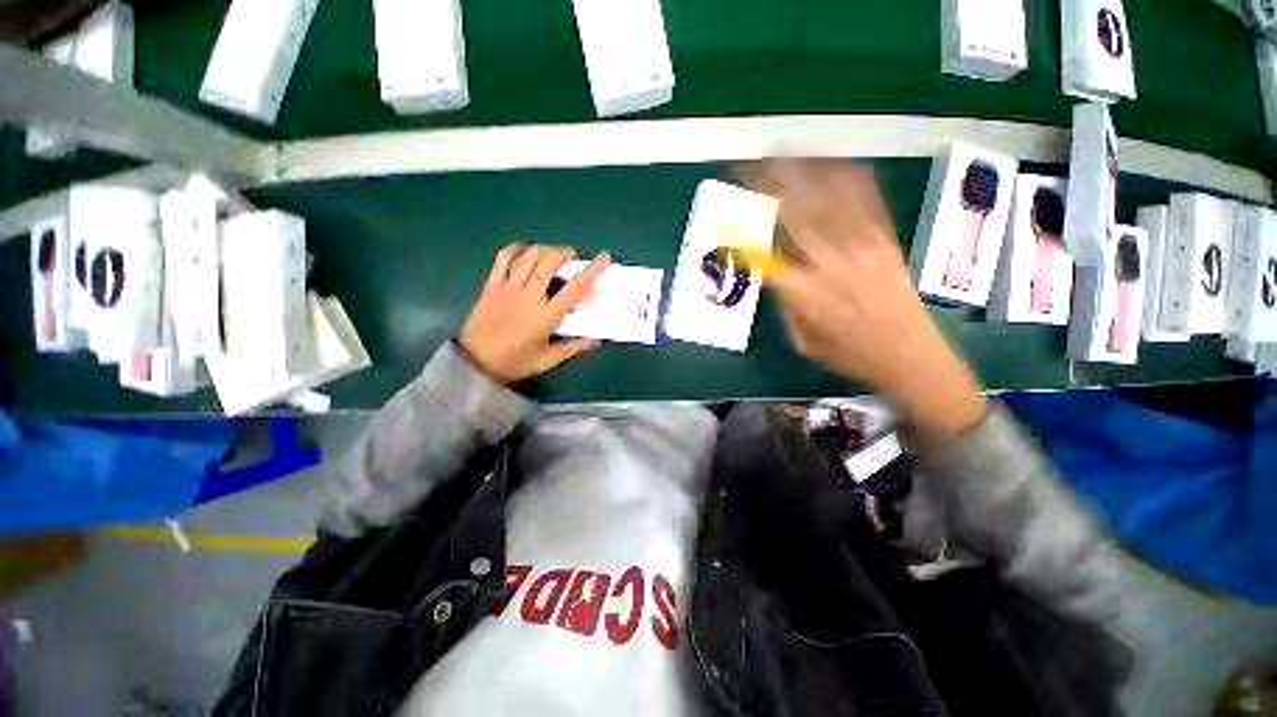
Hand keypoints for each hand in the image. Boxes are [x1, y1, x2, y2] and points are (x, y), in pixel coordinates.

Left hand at [459, 243, 610, 383]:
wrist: (475, 362)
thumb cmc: (515, 362)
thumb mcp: (548, 360)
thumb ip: (573, 348)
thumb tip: (596, 340)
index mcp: (546, 315)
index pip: (575, 288)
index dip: (592, 270)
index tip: (603, 257)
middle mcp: (529, 296)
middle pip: (549, 262)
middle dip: (565, 252)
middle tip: (573, 256)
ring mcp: (508, 287)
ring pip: (529, 256)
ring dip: (545, 249)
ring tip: (552, 253)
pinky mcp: (491, 285)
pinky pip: (503, 258)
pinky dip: (516, 249)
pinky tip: (524, 250)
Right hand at [761, 159, 987, 443]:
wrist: (912, 357)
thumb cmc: (852, 356)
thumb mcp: (804, 342)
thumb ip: (788, 307)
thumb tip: (777, 279)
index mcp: (807, 295)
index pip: (767, 259)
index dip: (745, 240)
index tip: (729, 227)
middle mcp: (832, 265)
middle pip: (797, 218)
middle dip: (771, 189)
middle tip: (751, 169)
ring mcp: (863, 249)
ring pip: (830, 202)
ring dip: (806, 174)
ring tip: (786, 153)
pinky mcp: (886, 243)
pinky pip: (868, 204)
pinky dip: (851, 181)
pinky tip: (837, 163)